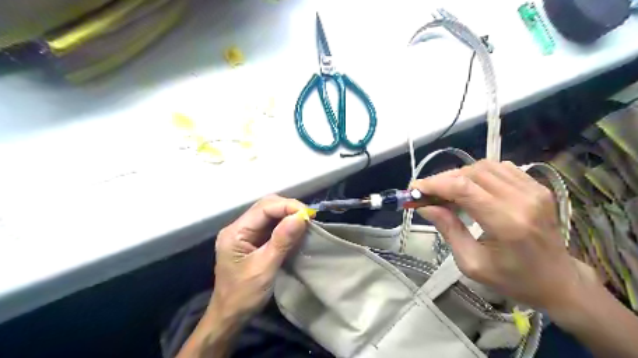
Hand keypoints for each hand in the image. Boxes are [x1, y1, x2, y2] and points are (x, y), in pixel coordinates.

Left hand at [210, 196, 311, 323]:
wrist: (230, 317)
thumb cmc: (244, 295)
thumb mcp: (265, 268)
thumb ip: (282, 241)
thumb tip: (300, 217)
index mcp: (235, 232)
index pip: (263, 208)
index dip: (287, 206)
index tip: (308, 214)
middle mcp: (238, 227)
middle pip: (266, 207)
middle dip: (288, 208)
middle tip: (308, 218)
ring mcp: (245, 233)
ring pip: (269, 214)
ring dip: (288, 215)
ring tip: (305, 222)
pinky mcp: (252, 240)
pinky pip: (271, 225)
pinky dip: (285, 225)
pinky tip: (296, 229)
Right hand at [414, 161, 586, 311]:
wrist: (558, 281)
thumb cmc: (513, 279)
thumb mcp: (471, 263)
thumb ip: (448, 229)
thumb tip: (424, 205)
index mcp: (507, 223)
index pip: (463, 188)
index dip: (434, 184)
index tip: (414, 188)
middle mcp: (522, 199)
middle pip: (471, 173)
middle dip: (442, 179)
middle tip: (426, 192)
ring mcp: (533, 189)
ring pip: (484, 166)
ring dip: (459, 175)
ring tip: (447, 191)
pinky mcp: (537, 186)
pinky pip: (499, 168)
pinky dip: (478, 173)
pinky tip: (471, 187)